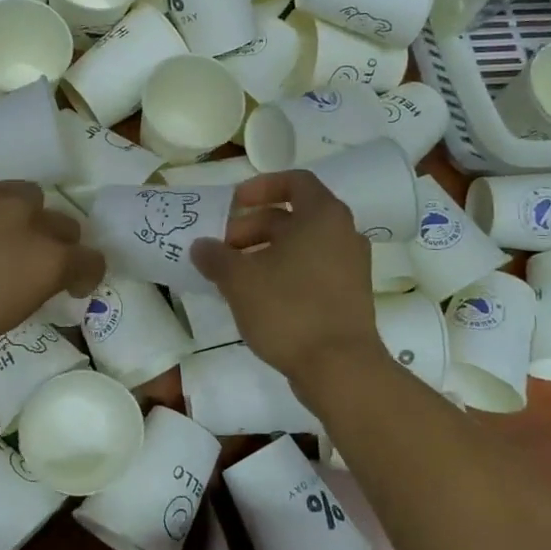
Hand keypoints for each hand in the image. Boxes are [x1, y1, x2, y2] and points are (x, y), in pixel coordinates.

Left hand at [0, 173, 104, 369]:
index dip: (85, 274)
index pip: (91, 260)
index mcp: (47, 261)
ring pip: (21, 194)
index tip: (73, 285)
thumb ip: (24, 292)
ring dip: (16, 214)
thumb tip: (22, 281)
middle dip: (54, 241)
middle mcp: (27, 217)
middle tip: (27, 260)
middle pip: (62, 221)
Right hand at [191, 170, 384, 380]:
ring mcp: (350, 266)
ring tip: (232, 275)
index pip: (294, 181)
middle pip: (293, 216)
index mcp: (322, 216)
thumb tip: (201, 246)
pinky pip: (312, 270)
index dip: (261, 187)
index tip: (233, 204)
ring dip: (265, 252)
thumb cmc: (289, 309)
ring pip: (301, 246)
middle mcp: (342, 233)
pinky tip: (256, 297)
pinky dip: (284, 272)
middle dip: (252, 227)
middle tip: (222, 249)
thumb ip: (216, 257)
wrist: (340, 368)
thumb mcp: (240, 280)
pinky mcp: (349, 295)